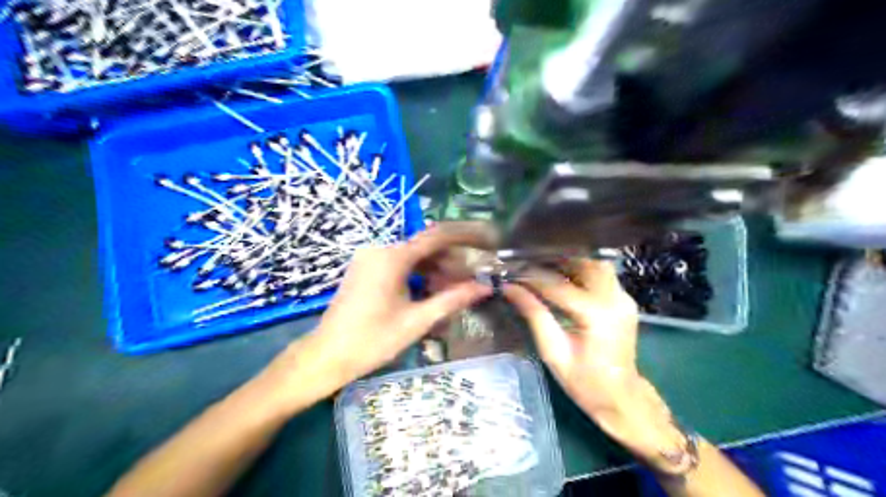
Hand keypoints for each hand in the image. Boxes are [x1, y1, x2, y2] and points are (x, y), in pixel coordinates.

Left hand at [262, 224, 496, 409]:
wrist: (327, 355)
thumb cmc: (372, 340)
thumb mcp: (417, 321)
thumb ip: (453, 299)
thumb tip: (485, 287)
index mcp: (392, 257)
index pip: (438, 236)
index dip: (467, 235)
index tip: (489, 239)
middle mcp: (380, 249)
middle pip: (426, 246)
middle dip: (453, 260)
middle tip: (475, 278)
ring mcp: (371, 258)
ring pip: (414, 256)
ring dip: (437, 269)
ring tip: (457, 290)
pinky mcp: (367, 268)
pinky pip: (401, 264)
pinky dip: (420, 274)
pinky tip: (433, 292)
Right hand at [501, 260, 678, 466]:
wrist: (622, 398)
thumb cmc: (585, 382)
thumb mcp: (553, 351)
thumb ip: (534, 314)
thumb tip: (510, 288)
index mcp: (596, 315)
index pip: (558, 285)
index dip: (532, 277)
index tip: (511, 273)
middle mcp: (615, 299)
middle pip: (583, 262)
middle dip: (554, 259)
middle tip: (528, 263)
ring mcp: (624, 297)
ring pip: (595, 264)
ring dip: (569, 262)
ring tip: (543, 267)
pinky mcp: (624, 300)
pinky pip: (601, 275)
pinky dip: (580, 271)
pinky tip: (562, 278)